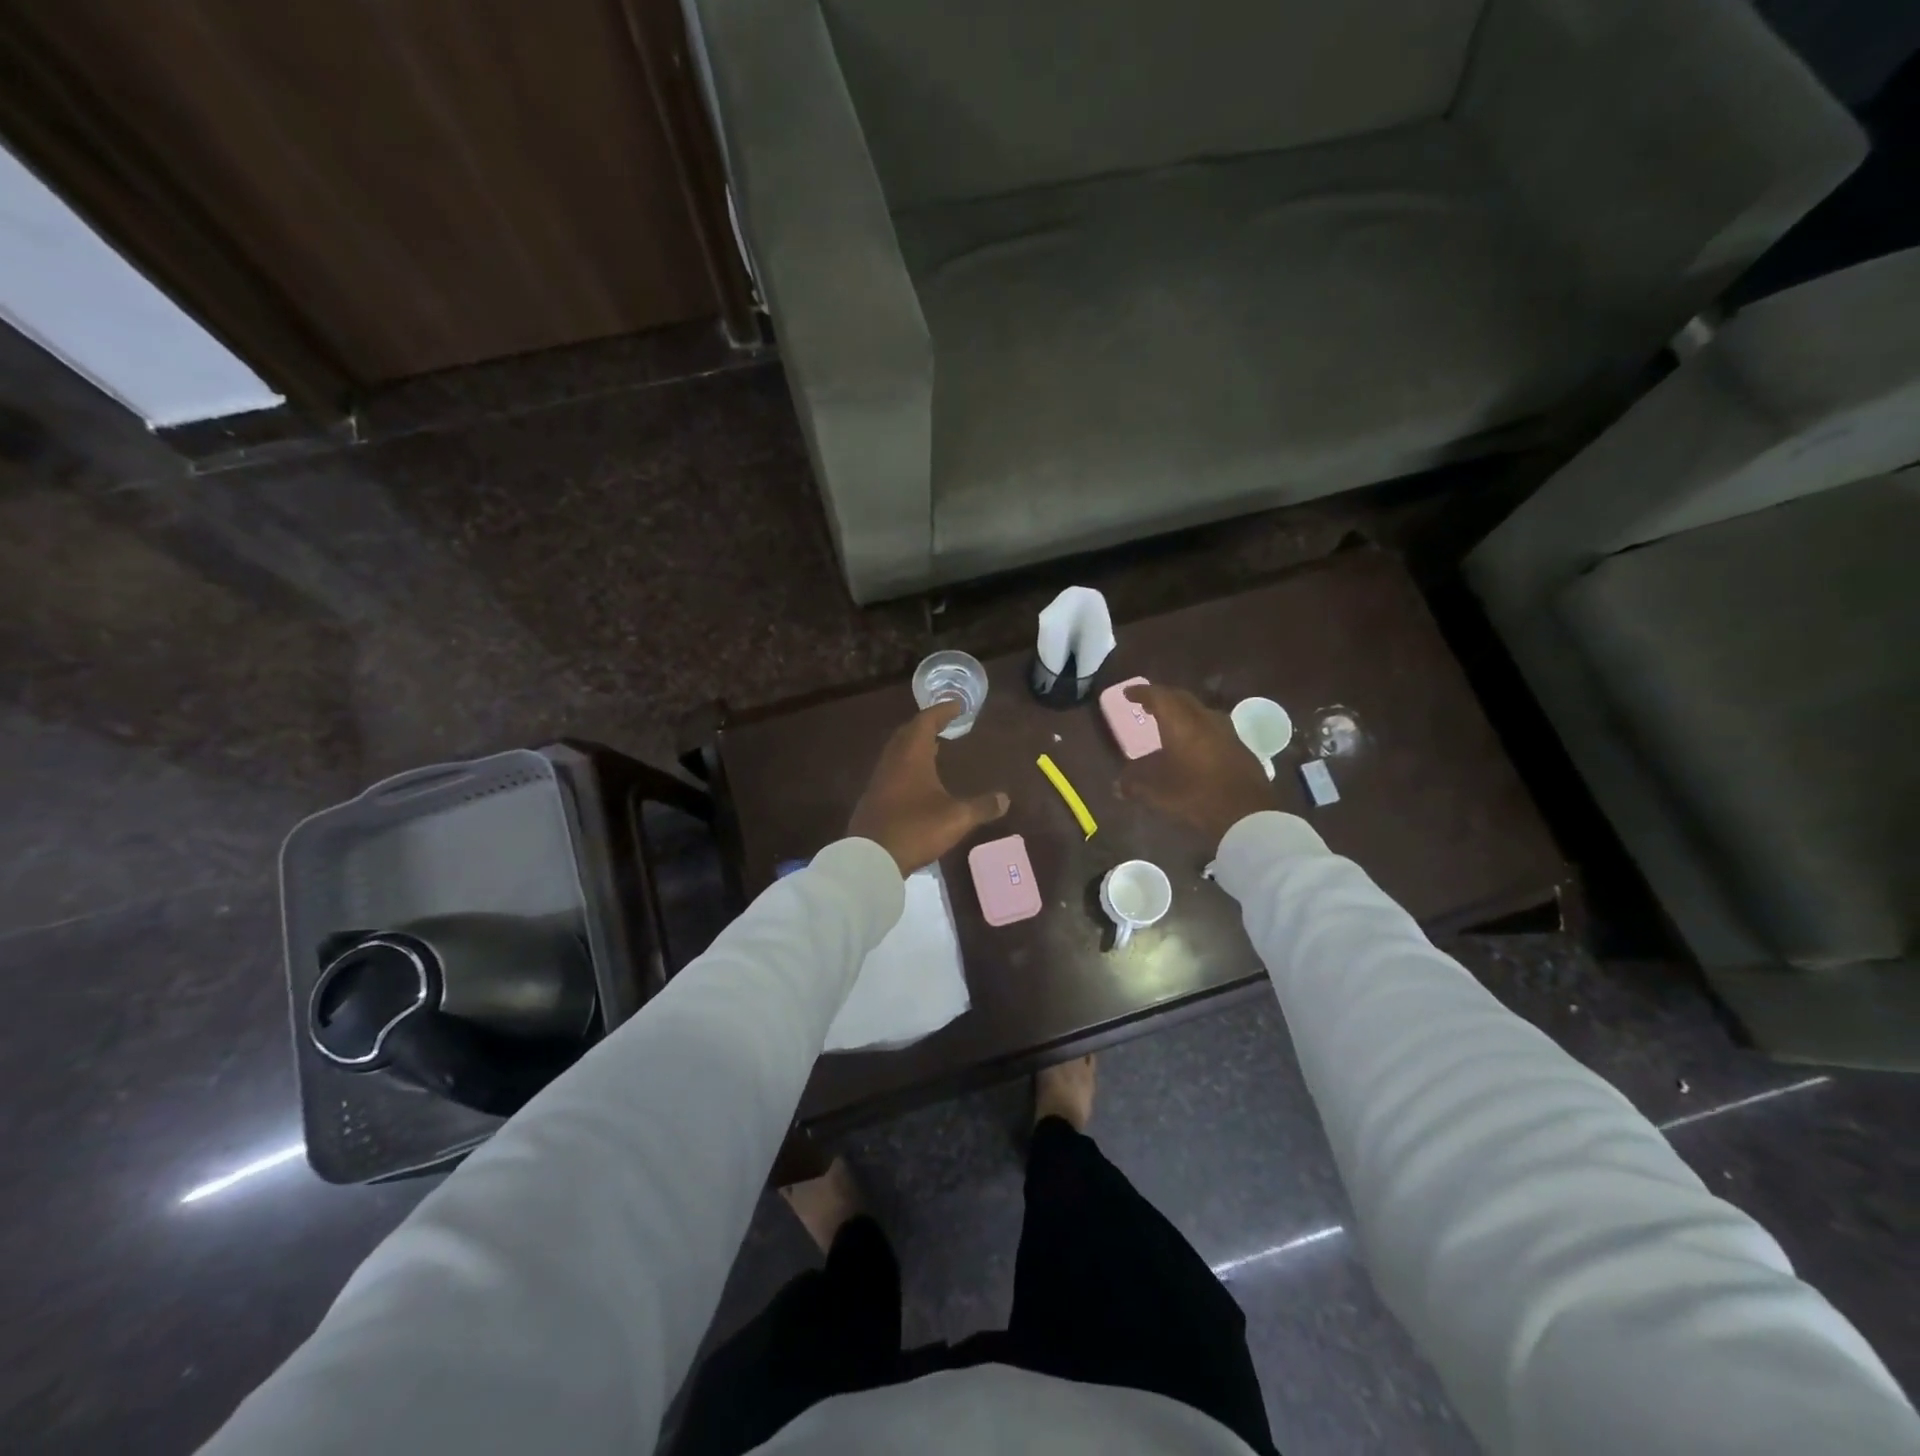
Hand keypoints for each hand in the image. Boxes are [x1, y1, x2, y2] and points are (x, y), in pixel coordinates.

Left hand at [848, 701, 1010, 874]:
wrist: (870, 858)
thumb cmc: (916, 829)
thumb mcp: (956, 818)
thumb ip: (982, 807)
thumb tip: (1005, 798)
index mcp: (912, 756)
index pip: (926, 721)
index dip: (942, 711)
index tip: (958, 705)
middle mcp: (892, 761)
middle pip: (908, 732)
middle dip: (926, 724)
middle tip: (945, 723)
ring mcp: (879, 779)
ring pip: (897, 751)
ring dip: (914, 744)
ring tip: (934, 747)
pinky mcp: (873, 797)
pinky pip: (892, 769)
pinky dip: (906, 764)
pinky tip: (917, 780)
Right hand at [1116, 684, 1272, 844]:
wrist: (1247, 813)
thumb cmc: (1196, 796)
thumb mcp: (1157, 792)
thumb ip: (1134, 784)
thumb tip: (1117, 785)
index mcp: (1181, 723)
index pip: (1159, 696)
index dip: (1142, 692)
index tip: (1129, 693)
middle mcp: (1204, 719)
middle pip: (1181, 698)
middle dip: (1162, 698)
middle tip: (1148, 705)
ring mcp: (1226, 731)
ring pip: (1200, 711)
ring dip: (1182, 712)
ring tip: (1170, 723)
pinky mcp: (1240, 747)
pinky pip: (1213, 727)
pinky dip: (1198, 728)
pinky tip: (1194, 745)